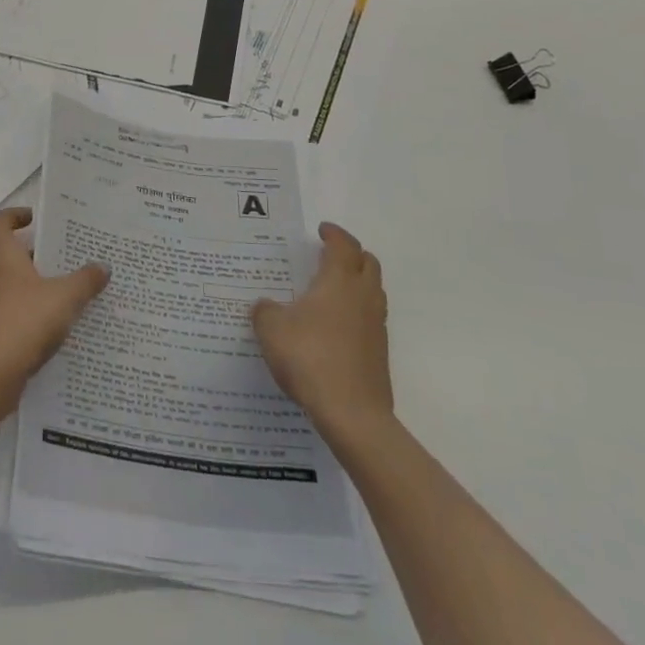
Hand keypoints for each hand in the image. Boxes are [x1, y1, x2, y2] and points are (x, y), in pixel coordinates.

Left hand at [0, 207, 108, 409]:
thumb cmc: (24, 322)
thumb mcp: (64, 297)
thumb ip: (85, 280)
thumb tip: (102, 266)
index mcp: (2, 258)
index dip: (12, 215)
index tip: (34, 218)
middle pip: (9, 255)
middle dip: (36, 255)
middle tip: (66, 257)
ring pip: (13, 286)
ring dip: (36, 286)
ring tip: (69, 292)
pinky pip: (13, 313)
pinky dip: (32, 313)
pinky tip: (57, 327)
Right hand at [251, 222, 392, 443]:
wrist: (352, 414)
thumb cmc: (309, 358)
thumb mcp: (271, 329)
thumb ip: (265, 311)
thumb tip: (265, 306)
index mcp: (338, 281)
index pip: (343, 245)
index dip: (334, 234)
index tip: (322, 230)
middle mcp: (363, 296)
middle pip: (368, 262)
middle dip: (351, 254)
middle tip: (329, 256)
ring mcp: (376, 325)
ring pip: (373, 290)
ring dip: (357, 282)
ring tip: (330, 290)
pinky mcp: (380, 352)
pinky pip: (370, 318)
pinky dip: (356, 312)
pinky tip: (334, 327)